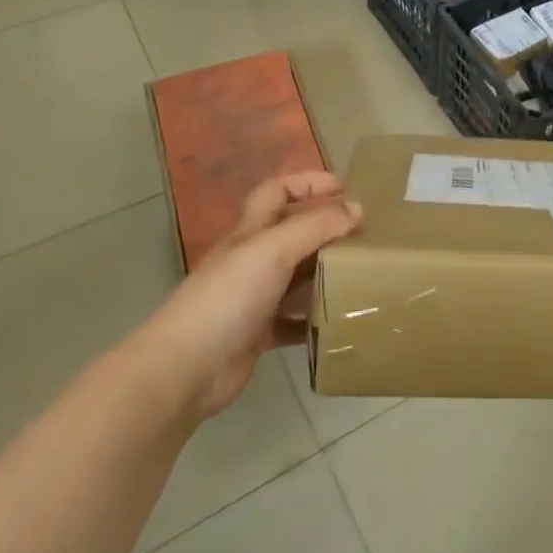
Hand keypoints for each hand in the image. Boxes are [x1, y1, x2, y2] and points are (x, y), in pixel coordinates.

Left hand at [134, 172, 361, 422]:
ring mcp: (255, 298)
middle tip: (367, 235)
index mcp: (250, 232)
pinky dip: (318, 318)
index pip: (277, 191)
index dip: (307, 182)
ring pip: (299, 276)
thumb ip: (315, 226)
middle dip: (327, 228)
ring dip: (328, 273)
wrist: (185, 369)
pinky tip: (344, 319)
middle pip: (293, 233)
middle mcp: (252, 260)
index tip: (345, 189)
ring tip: (365, 274)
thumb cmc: (228, 298)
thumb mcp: (273, 250)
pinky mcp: (260, 334)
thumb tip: (357, 207)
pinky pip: (297, 320)